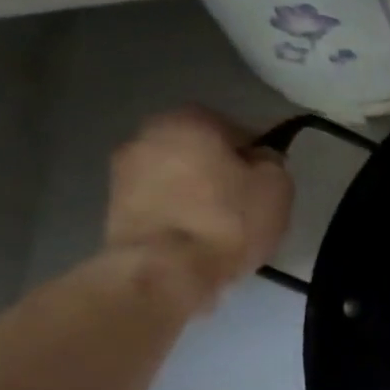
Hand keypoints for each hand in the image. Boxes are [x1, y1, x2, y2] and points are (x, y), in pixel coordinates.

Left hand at [103, 108, 293, 309]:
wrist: (165, 269)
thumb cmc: (228, 220)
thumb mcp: (277, 188)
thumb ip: (273, 163)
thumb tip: (260, 160)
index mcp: (191, 120)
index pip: (237, 131)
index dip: (256, 158)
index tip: (266, 185)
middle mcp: (148, 134)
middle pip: (201, 152)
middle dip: (221, 173)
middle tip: (246, 204)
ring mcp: (123, 170)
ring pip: (178, 177)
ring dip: (197, 194)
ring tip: (221, 227)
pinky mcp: (113, 206)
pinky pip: (161, 203)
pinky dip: (178, 214)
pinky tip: (196, 239)